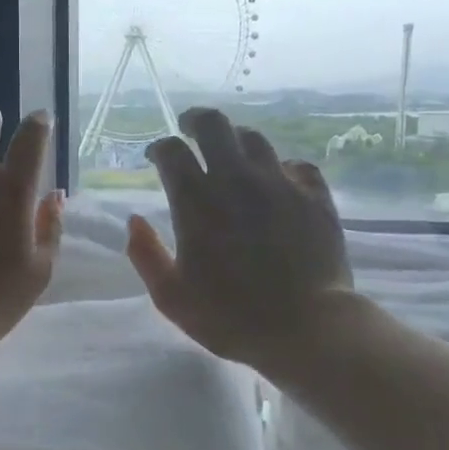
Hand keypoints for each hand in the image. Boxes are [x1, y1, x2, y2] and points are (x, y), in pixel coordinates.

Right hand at [126, 108, 352, 370]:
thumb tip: (134, 222)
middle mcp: (237, 180)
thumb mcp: (171, 297)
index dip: (160, 148)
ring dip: (236, 140)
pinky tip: (277, 181)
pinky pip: (295, 165)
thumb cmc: (230, 317)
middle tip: (190, 129)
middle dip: (196, 121)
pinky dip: (279, 167)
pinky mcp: (315, 196)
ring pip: (255, 139)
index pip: (172, 151)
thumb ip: (146, 256)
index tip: (156, 157)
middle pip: (215, 125)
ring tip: (231, 154)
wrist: (306, 328)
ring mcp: (280, 184)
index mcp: (197, 202)